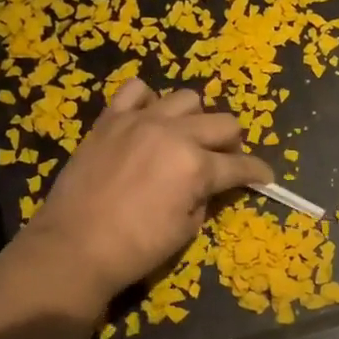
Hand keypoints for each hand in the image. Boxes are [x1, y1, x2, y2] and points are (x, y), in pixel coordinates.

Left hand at [18, 79, 272, 311]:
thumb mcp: (185, 230)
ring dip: (196, 118)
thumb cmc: (136, 248)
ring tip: (186, 137)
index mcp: (196, 166)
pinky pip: (136, 90)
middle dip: (232, 143)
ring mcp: (140, 120)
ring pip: (186, 98)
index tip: (264, 177)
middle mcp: (174, 134)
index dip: (257, 172)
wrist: (74, 246)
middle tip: (225, 160)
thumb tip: (207, 186)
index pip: (241, 164)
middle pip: (223, 122)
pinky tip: (148, 120)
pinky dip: (149, 101)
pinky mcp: (110, 119)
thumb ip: (204, 198)